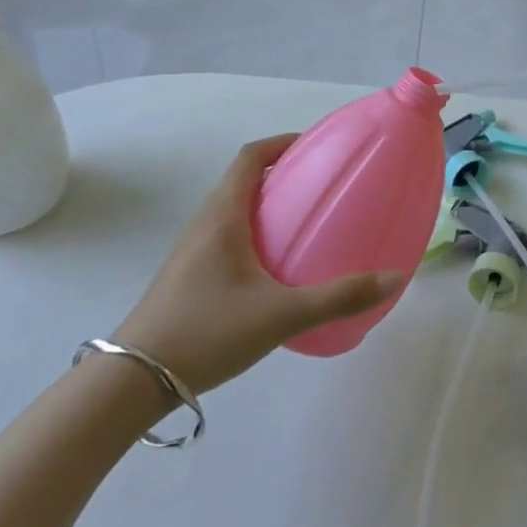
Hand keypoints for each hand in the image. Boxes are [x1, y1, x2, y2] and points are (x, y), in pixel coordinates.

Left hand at [113, 136, 402, 393]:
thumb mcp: (281, 315)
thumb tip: (394, 277)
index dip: (280, 143)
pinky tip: (273, 270)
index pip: (250, 157)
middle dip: (279, 175)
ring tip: (301, 224)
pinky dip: (252, 234)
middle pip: (241, 180)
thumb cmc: (206, 332)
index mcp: (222, 216)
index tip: (313, 147)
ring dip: (264, 205)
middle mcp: (204, 224)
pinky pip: (224, 237)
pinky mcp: (186, 277)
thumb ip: (338, 297)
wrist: (132, 383)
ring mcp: (190, 252)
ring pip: (231, 211)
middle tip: (318, 187)